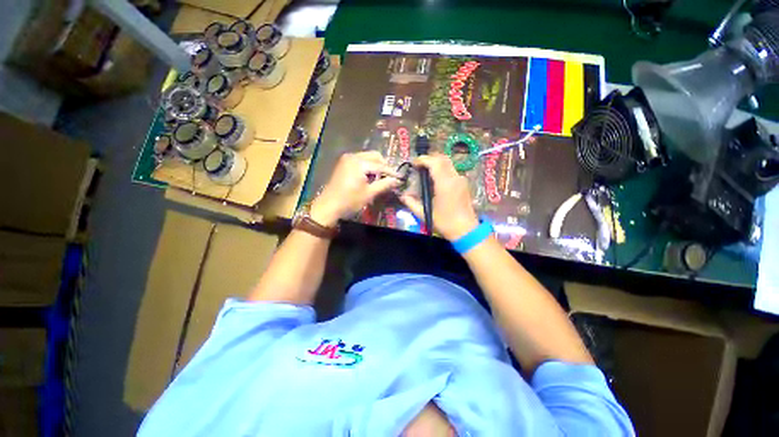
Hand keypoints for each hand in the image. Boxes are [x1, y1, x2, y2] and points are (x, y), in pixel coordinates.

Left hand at [310, 151, 400, 226]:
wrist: (328, 206)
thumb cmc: (350, 201)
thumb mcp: (369, 194)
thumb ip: (384, 184)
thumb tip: (397, 180)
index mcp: (359, 163)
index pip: (380, 165)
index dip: (391, 172)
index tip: (400, 177)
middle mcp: (353, 156)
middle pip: (374, 156)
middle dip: (384, 165)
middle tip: (390, 177)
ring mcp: (346, 159)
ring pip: (367, 157)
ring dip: (375, 165)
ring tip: (381, 178)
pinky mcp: (343, 163)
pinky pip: (360, 160)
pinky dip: (367, 166)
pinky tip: (370, 176)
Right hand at [400, 154, 478, 240]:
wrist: (466, 230)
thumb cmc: (445, 223)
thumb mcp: (424, 214)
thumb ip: (411, 203)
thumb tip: (402, 195)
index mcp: (445, 184)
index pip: (434, 162)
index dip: (422, 159)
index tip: (413, 164)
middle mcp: (455, 178)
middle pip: (442, 158)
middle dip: (429, 158)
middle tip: (419, 165)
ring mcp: (461, 180)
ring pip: (448, 163)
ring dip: (436, 163)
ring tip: (426, 171)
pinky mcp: (464, 183)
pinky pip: (452, 170)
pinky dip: (442, 169)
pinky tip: (436, 179)